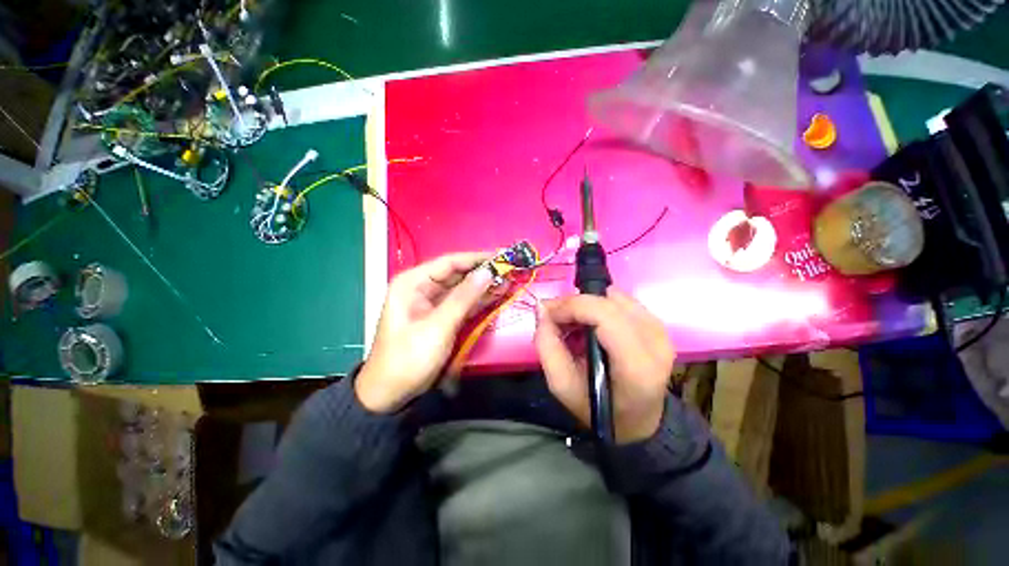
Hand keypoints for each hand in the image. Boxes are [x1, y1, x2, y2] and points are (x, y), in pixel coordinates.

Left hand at [356, 252, 493, 412]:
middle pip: (458, 274)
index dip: (476, 258)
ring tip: (509, 281)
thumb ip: (464, 297)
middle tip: (510, 270)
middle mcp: (423, 287)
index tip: (502, 257)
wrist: (391, 394)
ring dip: (484, 286)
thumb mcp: (438, 326)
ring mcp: (433, 303)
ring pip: (463, 289)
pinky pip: (463, 304)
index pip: (450, 262)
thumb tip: (488, 272)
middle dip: (483, 273)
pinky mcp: (442, 317)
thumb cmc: (409, 357)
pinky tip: (497, 295)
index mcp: (413, 282)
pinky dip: (480, 301)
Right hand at [535, 288, 674, 443]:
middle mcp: (655, 342)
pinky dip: (600, 307)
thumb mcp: (561, 385)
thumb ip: (546, 346)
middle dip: (575, 304)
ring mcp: (660, 330)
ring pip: (613, 297)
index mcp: (636, 366)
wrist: (637, 420)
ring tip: (575, 325)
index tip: (548, 313)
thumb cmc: (598, 407)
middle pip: (608, 302)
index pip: (604, 316)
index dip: (572, 306)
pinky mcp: (658, 324)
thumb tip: (542, 308)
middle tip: (555, 318)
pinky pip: (621, 300)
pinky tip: (593, 325)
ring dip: (587, 306)